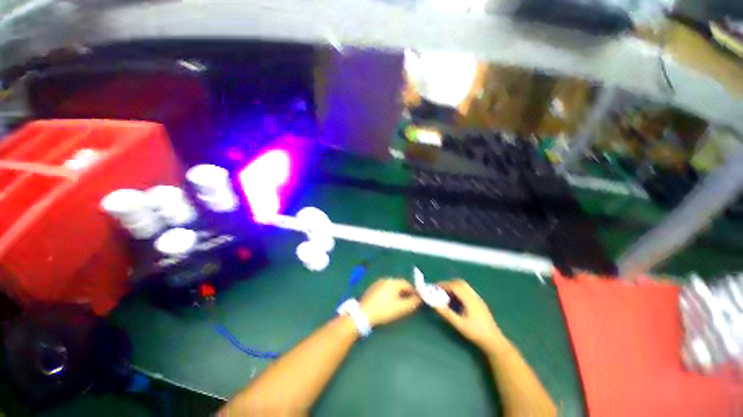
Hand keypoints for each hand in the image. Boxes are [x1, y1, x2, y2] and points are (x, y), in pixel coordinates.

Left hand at [359, 278, 421, 326]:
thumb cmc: (383, 310)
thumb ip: (412, 302)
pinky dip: (390, 293)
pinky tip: (389, 301)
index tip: (417, 299)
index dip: (413, 291)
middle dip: (406, 292)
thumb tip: (419, 298)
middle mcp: (386, 279)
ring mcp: (378, 283)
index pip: (407, 284)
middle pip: (399, 284)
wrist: (363, 313)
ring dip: (398, 292)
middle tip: (409, 301)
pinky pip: (385, 288)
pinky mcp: (373, 288)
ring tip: (400, 302)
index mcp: (393, 282)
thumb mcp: (400, 308)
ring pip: (392, 286)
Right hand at [433, 279, 504, 353]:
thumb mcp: (459, 325)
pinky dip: (458, 291)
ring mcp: (477, 298)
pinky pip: (467, 291)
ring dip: (453, 286)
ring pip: (464, 286)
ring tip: (445, 294)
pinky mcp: (479, 302)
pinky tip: (455, 300)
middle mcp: (474, 296)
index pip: (454, 286)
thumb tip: (434, 304)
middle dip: (448, 284)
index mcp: (469, 299)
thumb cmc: (476, 333)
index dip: (443, 285)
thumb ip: (446, 313)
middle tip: (439, 289)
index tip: (434, 288)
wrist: (494, 341)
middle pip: (459, 283)